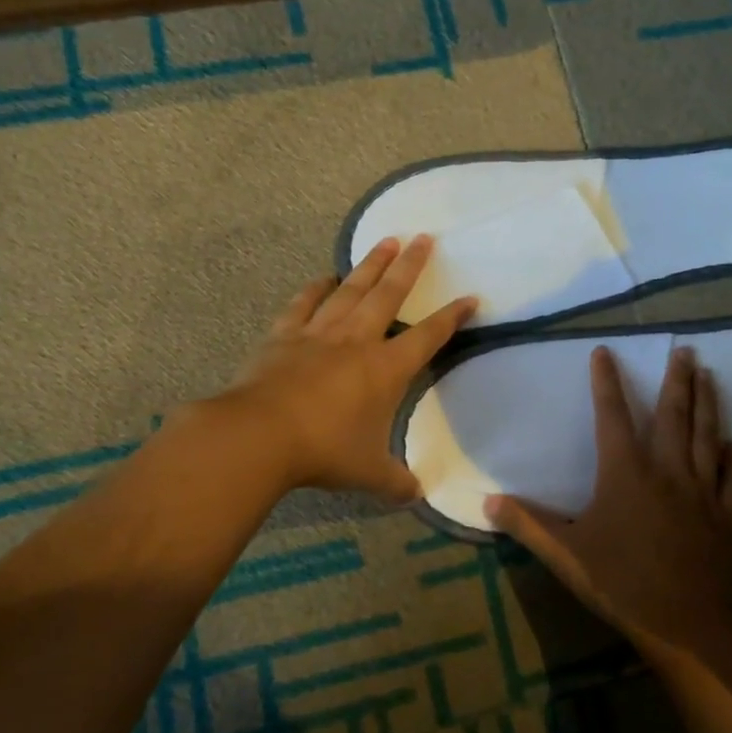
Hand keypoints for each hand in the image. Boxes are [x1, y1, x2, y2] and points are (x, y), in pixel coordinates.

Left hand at [217, 236, 475, 500]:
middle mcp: (357, 340)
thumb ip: (396, 482)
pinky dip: (316, 288)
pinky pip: (305, 303)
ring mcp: (319, 333)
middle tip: (425, 237)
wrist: (261, 434)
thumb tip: (417, 495)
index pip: (429, 336)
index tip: (470, 297)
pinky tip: (324, 277)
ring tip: (386, 241)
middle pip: (390, 294)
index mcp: (387, 369)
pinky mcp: (285, 335)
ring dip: (370, 264)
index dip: (452, 317)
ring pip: (351, 289)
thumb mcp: (368, 473)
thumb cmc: (325, 451)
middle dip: (411, 266)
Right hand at [486, 344, 731, 663]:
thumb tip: (486, 502)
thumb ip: (527, 524)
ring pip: (708, 436)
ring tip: (710, 375)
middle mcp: (668, 470)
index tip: (605, 351)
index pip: (612, 414)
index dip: (606, 381)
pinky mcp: (730, 516)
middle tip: (685, 350)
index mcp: (625, 472)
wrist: (688, 625)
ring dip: (709, 403)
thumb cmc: (621, 583)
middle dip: (677, 379)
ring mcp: (704, 492)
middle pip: (674, 415)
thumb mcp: (565, 554)